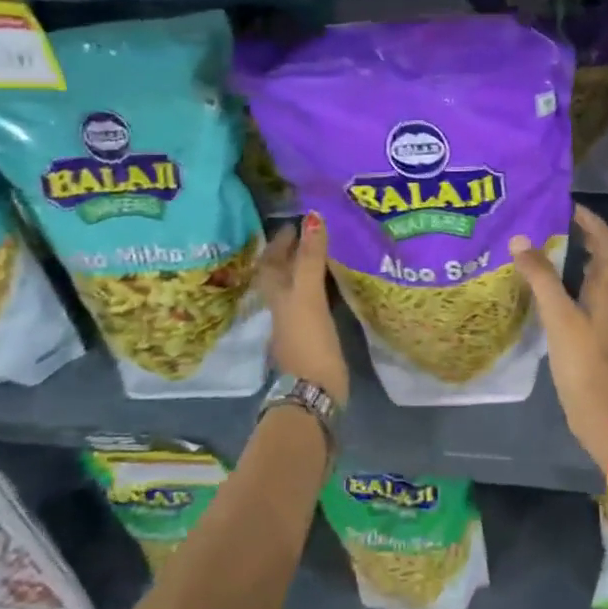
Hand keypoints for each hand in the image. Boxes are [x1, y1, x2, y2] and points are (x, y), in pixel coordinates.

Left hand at [257, 213, 349, 403]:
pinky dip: (321, 290)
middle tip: (313, 234)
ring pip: (297, 288)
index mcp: (276, 294)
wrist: (314, 391)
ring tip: (326, 253)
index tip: (296, 222)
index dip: (280, 241)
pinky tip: (336, 287)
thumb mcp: (308, 295)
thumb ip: (310, 258)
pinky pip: (314, 303)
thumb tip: (312, 217)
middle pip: (282, 274)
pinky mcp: (314, 336)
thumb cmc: (308, 340)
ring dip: (307, 270)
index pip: (271, 260)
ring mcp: (297, 323)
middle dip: (293, 253)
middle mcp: (282, 306)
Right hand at [507, 204, 607, 470]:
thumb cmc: (585, 363)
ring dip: (585, 260)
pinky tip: (555, 293)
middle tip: (561, 225)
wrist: (606, 416)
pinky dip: (577, 285)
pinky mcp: (600, 338)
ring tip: (555, 251)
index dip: (593, 222)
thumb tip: (521, 239)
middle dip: (591, 238)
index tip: (568, 207)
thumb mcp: (559, 317)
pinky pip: (592, 299)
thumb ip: (540, 278)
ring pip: (602, 280)